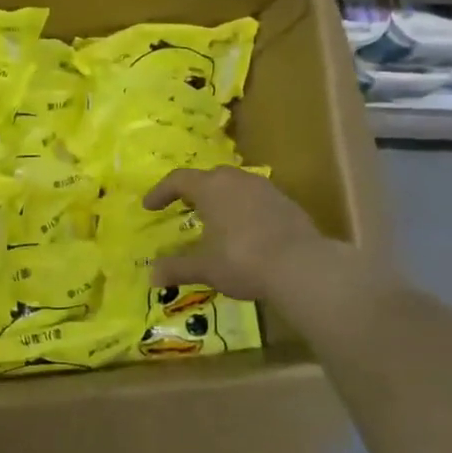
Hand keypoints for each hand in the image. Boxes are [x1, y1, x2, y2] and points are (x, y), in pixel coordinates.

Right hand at [143, 166, 365, 304]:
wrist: (302, 266)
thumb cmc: (242, 260)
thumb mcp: (204, 267)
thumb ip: (176, 268)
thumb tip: (151, 275)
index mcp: (212, 188)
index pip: (178, 179)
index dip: (161, 192)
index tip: (149, 207)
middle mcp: (237, 180)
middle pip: (209, 177)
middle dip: (193, 190)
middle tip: (184, 206)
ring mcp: (265, 189)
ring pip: (236, 186)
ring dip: (221, 198)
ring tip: (215, 219)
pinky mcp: (287, 203)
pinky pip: (256, 199)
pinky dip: (244, 210)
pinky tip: (245, 231)